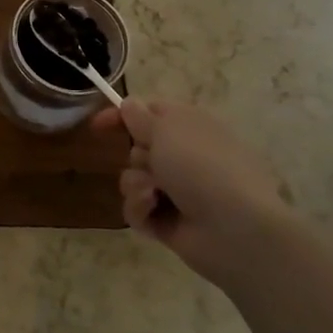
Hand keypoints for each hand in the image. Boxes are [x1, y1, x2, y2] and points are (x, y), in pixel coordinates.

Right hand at [93, 99, 295, 278]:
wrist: (235, 228)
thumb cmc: (202, 167)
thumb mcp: (167, 129)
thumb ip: (140, 116)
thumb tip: (129, 104)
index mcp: (192, 128)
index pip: (151, 113)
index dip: (123, 116)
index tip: (98, 125)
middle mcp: (185, 157)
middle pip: (138, 148)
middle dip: (137, 155)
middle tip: (153, 162)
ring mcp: (178, 191)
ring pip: (133, 179)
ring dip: (136, 184)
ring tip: (154, 194)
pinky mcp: (167, 222)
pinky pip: (136, 208)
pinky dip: (141, 208)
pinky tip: (153, 211)